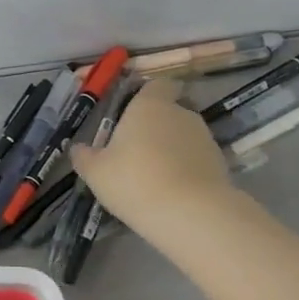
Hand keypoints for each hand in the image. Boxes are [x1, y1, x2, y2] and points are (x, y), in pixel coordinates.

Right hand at [71, 79, 232, 234]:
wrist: (190, 213)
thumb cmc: (134, 181)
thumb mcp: (96, 172)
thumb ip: (85, 156)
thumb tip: (78, 148)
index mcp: (149, 106)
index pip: (157, 85)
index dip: (147, 95)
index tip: (133, 113)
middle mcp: (181, 114)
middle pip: (170, 111)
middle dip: (156, 127)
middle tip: (135, 151)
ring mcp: (205, 138)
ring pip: (184, 136)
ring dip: (172, 149)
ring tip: (154, 176)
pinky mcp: (220, 163)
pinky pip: (196, 160)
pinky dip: (186, 169)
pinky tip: (172, 191)